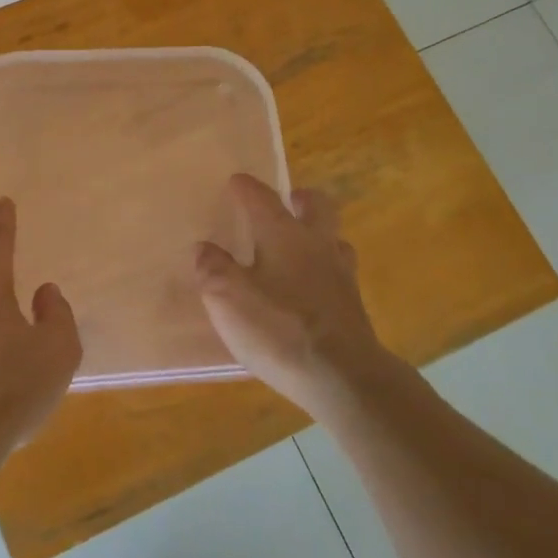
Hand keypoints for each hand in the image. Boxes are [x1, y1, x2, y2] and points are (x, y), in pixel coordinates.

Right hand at [194, 175, 390, 416]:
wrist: (342, 376)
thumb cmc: (278, 328)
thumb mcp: (227, 298)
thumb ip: (212, 268)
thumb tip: (204, 248)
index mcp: (282, 234)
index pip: (262, 197)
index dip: (246, 187)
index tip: (236, 181)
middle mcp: (316, 244)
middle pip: (317, 206)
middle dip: (300, 198)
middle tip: (287, 200)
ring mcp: (341, 274)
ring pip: (333, 238)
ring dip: (317, 234)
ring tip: (299, 245)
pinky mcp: (353, 305)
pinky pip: (339, 272)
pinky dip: (324, 269)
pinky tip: (312, 287)